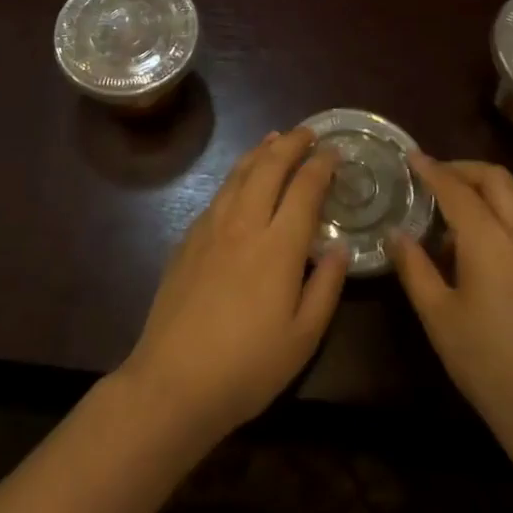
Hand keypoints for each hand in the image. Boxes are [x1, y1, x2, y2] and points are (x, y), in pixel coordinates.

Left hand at [121, 127, 348, 445]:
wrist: (174, 380)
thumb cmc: (248, 366)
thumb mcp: (304, 337)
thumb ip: (326, 287)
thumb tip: (339, 248)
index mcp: (278, 245)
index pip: (304, 188)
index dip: (321, 164)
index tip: (335, 151)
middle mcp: (244, 223)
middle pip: (269, 167)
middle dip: (291, 143)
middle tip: (308, 132)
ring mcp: (211, 227)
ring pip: (238, 173)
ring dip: (261, 151)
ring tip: (275, 138)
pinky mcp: (188, 238)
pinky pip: (218, 192)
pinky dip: (237, 173)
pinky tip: (241, 179)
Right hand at [389, 154, 512, 452]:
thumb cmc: (487, 364)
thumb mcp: (438, 317)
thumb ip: (414, 267)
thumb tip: (396, 234)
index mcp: (492, 242)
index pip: (458, 189)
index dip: (432, 169)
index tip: (412, 157)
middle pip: (498, 179)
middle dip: (464, 169)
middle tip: (434, 178)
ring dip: (484, 196)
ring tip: (450, 223)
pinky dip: (501, 222)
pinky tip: (481, 259)